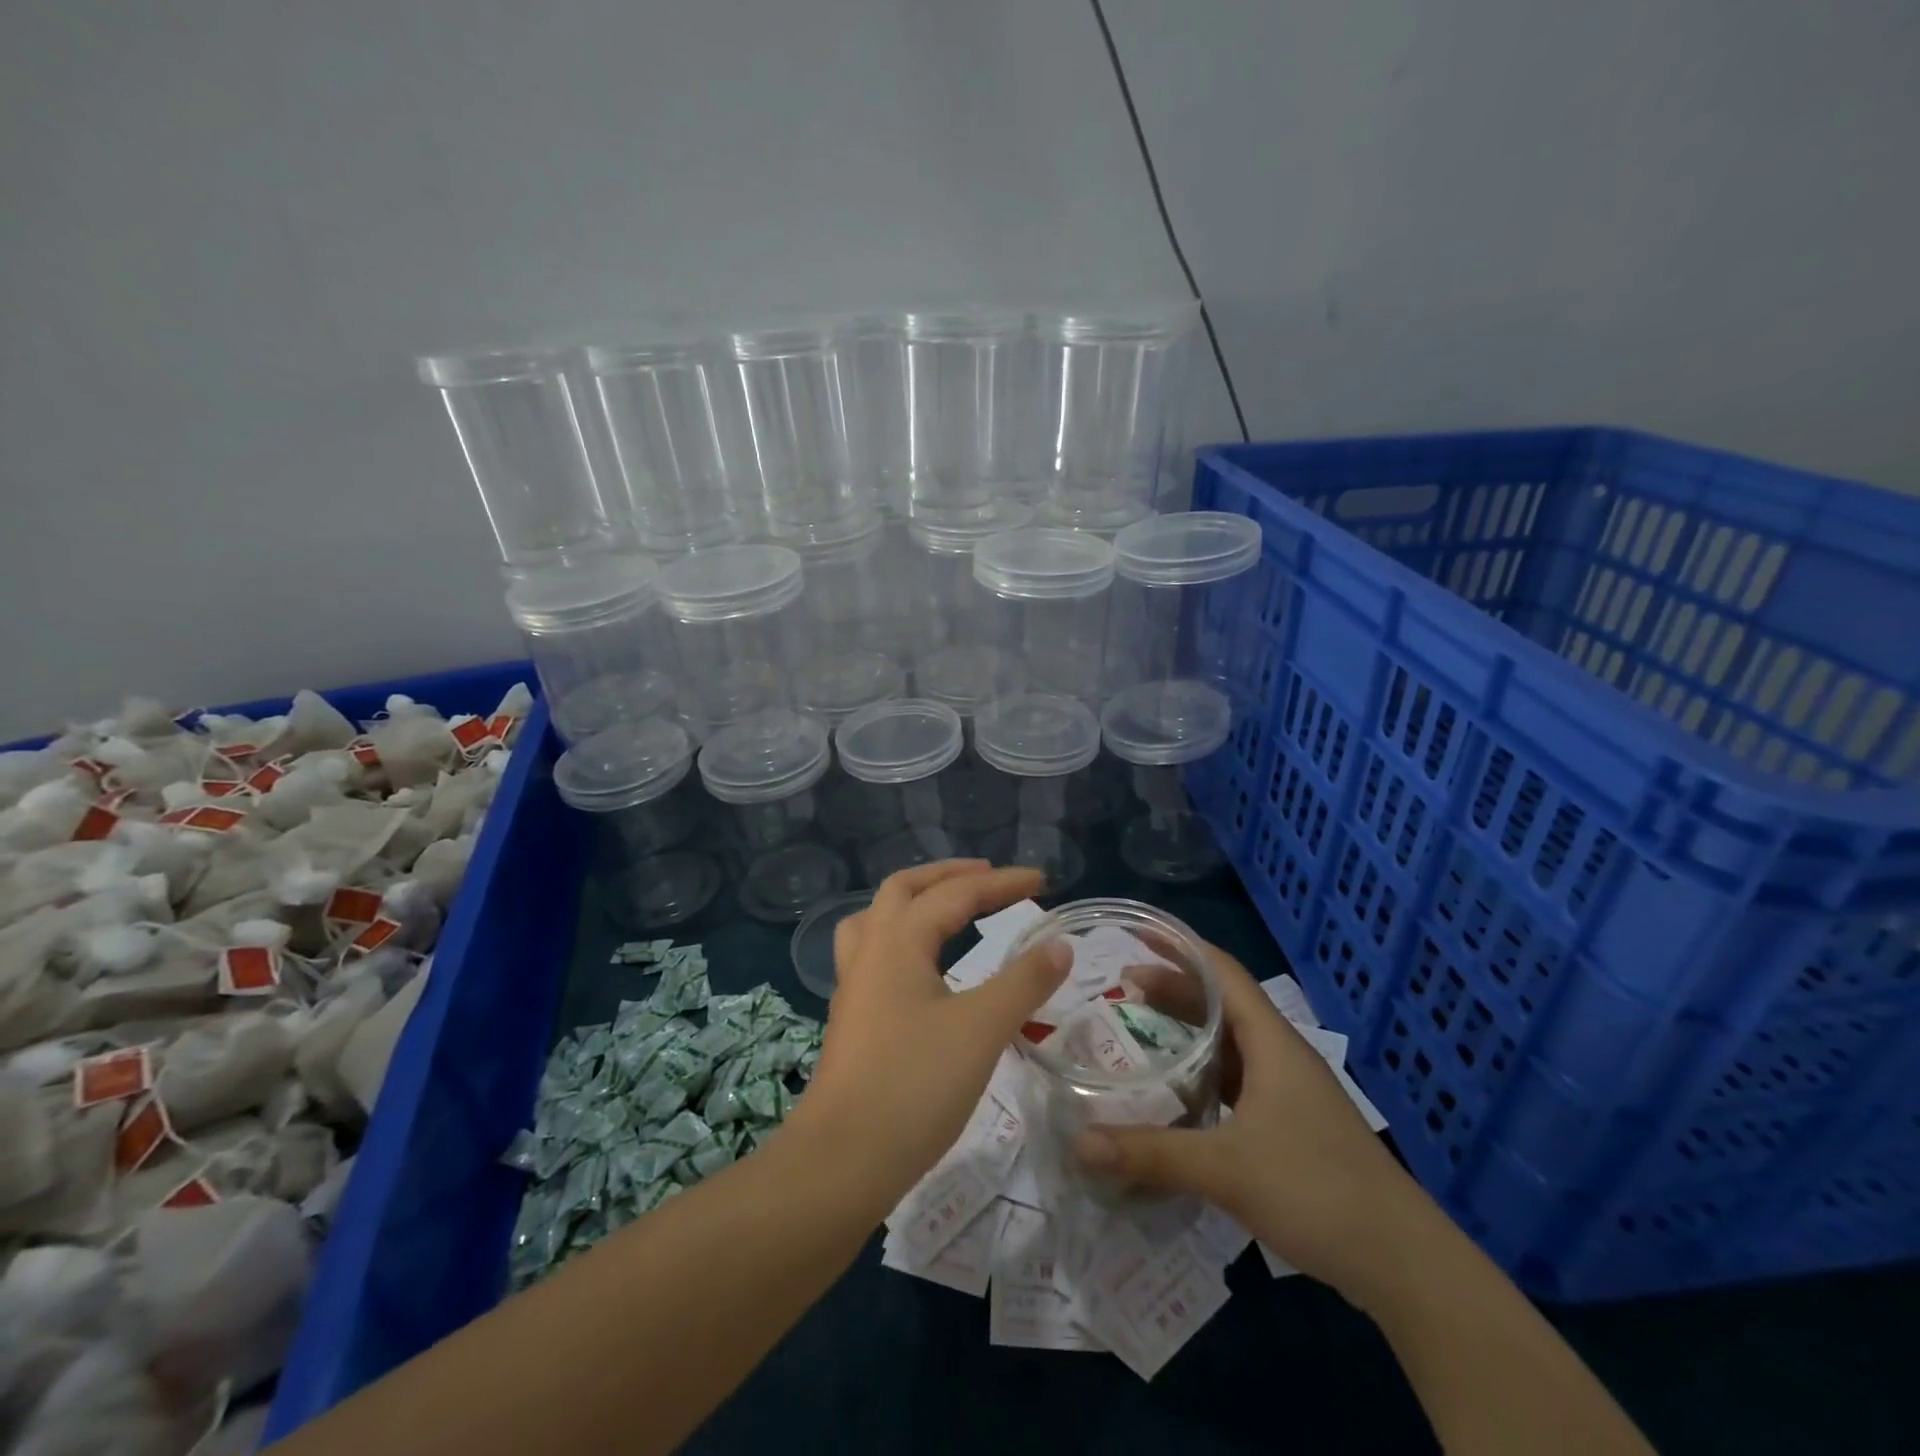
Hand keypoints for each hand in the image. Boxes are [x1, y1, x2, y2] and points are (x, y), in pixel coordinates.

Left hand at [789, 861, 1069, 1208]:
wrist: (842, 1160)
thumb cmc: (914, 1085)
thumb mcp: (981, 1029)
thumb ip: (1024, 982)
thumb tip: (1059, 944)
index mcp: (898, 940)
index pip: (956, 893)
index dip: (1001, 882)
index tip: (1042, 879)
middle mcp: (870, 950)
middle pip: (904, 889)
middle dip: (948, 875)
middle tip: (988, 878)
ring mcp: (854, 985)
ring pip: (879, 918)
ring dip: (915, 901)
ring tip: (947, 907)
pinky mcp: (853, 1017)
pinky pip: (874, 952)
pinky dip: (903, 937)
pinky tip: (921, 966)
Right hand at [1073, 940, 1424, 1297]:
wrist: (1404, 1263)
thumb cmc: (1318, 1191)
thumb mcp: (1227, 1169)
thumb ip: (1152, 1154)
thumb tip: (1079, 1143)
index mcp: (1272, 1042)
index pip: (1221, 971)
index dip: (1180, 947)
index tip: (1137, 934)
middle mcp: (1280, 1055)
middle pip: (1222, 1002)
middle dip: (1173, 988)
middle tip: (1120, 986)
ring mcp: (1289, 1091)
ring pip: (1230, 1042)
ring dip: (1187, 1029)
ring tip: (1139, 1028)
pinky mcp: (1291, 1124)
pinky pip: (1237, 1078)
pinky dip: (1203, 1070)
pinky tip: (1177, 1091)